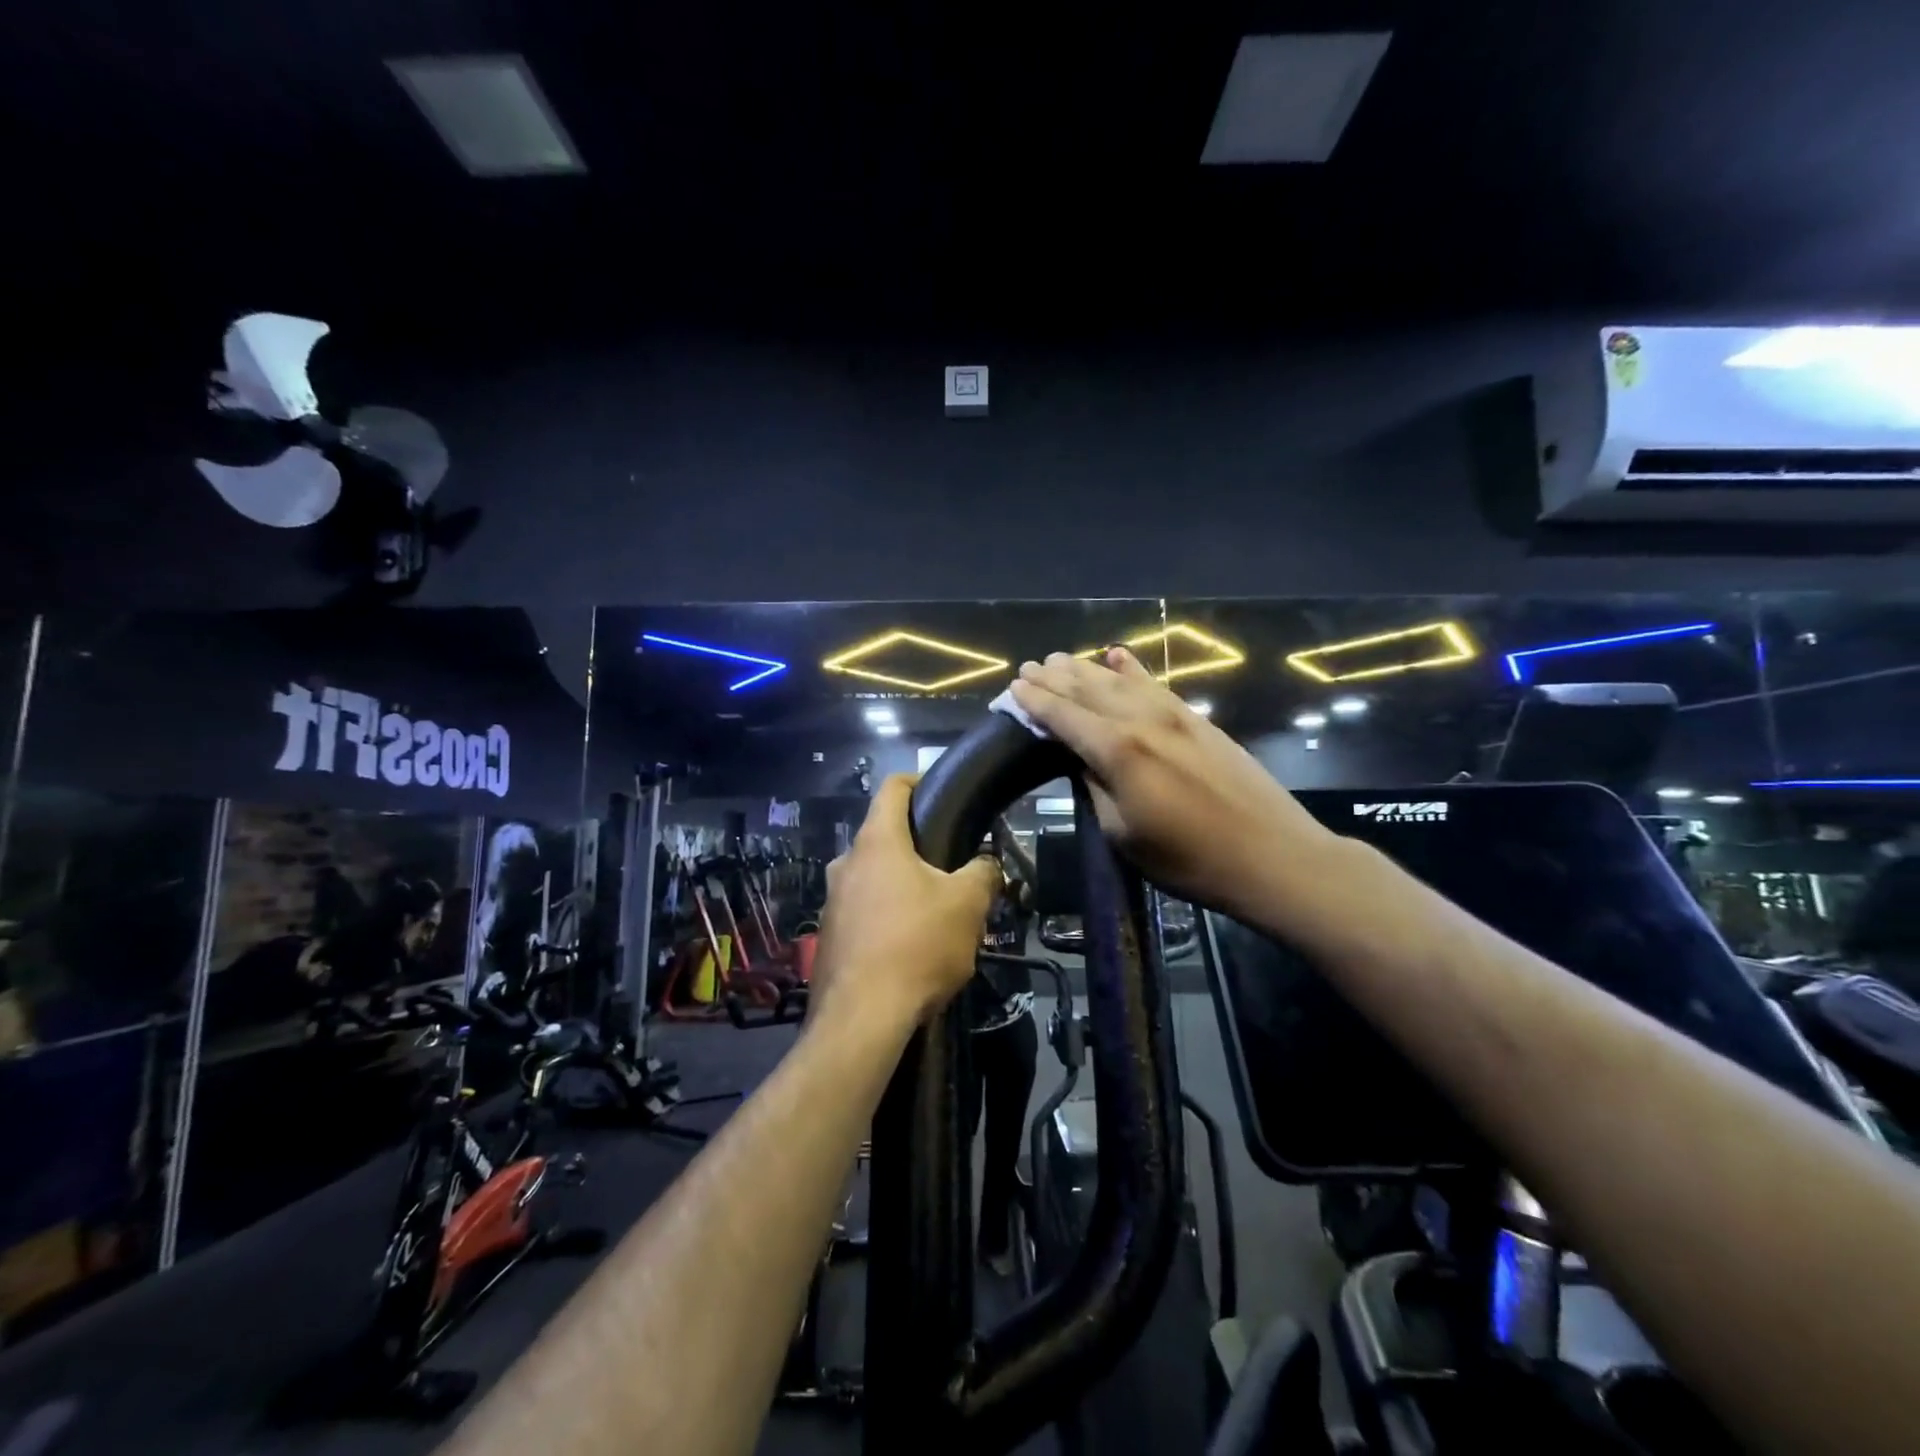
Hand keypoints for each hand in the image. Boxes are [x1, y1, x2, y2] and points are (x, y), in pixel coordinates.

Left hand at [811, 774, 1003, 1033]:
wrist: (862, 1019)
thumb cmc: (917, 945)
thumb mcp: (968, 905)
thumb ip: (982, 873)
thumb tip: (985, 865)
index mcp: (876, 842)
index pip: (893, 787)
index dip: (918, 780)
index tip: (941, 791)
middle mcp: (845, 864)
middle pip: (883, 837)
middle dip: (917, 847)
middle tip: (951, 868)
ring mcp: (831, 902)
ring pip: (873, 878)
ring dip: (902, 886)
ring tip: (935, 913)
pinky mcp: (828, 938)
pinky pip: (862, 913)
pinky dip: (886, 918)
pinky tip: (909, 948)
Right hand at [1010, 647, 1336, 917]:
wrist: (1271, 855)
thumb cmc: (1188, 859)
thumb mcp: (1124, 834)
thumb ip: (1096, 788)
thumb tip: (1081, 758)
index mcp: (1118, 752)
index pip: (1065, 717)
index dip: (1037, 702)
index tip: (1014, 688)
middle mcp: (1142, 721)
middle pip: (1089, 691)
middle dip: (1055, 678)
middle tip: (1030, 667)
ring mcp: (1174, 715)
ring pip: (1120, 681)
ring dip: (1086, 669)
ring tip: (1060, 659)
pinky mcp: (1198, 719)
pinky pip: (1156, 685)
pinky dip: (1133, 670)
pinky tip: (1117, 656)